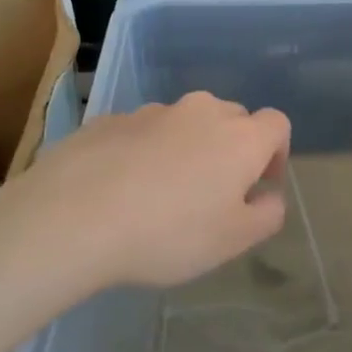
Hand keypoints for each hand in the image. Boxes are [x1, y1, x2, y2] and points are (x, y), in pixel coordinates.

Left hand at [1, 92, 290, 289]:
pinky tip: (121, 188)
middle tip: (213, 192)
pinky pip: (142, 132)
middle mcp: (200, 111)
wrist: (73, 216)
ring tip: (160, 193)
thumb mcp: (233, 241)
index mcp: (240, 137)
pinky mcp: (110, 119)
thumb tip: (269, 195)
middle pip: (231, 118)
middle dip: (231, 148)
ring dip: (186, 148)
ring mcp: (151, 111)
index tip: (258, 186)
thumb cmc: (168, 233)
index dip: (276, 154)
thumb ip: (266, 215)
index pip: (277, 124)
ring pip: (184, 123)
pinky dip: (144, 151)